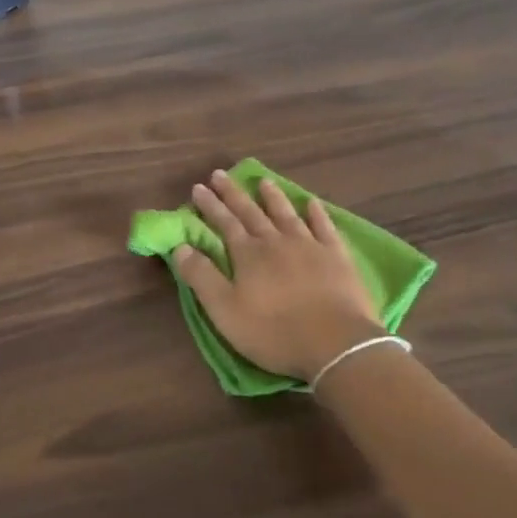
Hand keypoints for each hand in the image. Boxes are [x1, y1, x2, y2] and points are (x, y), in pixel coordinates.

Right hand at [173, 170, 380, 382]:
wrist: (336, 344)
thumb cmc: (274, 332)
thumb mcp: (225, 310)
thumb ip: (201, 277)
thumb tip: (180, 246)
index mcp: (248, 254)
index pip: (224, 223)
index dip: (210, 205)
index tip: (198, 187)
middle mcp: (276, 241)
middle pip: (251, 212)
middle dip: (233, 193)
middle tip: (220, 174)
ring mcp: (309, 246)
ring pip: (286, 214)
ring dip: (272, 197)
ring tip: (263, 181)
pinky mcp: (336, 256)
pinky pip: (324, 227)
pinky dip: (317, 214)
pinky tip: (312, 203)